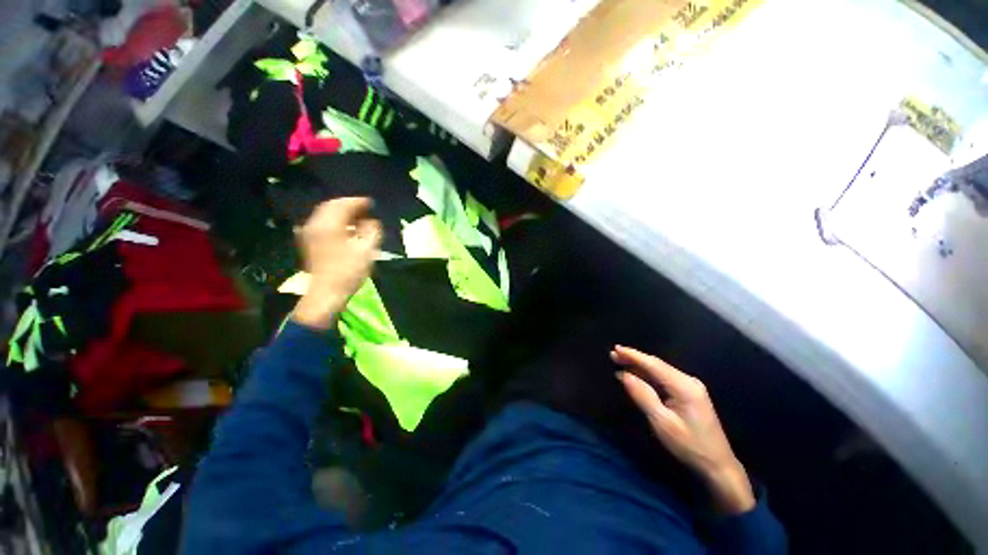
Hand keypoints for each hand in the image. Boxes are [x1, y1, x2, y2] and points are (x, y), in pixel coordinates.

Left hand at [292, 198, 380, 329]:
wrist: (327, 292)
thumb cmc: (349, 271)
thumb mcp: (367, 250)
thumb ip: (371, 231)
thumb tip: (371, 221)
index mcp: (330, 225)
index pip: (343, 205)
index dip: (358, 202)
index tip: (371, 203)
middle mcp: (316, 225)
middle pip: (331, 206)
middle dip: (348, 205)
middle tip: (364, 208)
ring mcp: (310, 234)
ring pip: (325, 215)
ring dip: (340, 213)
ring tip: (356, 218)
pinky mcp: (309, 243)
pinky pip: (321, 224)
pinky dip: (333, 221)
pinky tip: (342, 228)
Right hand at [612, 345, 754, 514]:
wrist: (717, 465)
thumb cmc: (689, 445)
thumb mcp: (662, 422)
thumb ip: (642, 395)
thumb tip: (623, 374)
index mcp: (684, 386)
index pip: (653, 364)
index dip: (633, 355)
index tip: (615, 348)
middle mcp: (688, 381)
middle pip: (656, 364)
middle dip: (634, 359)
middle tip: (613, 354)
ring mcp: (690, 386)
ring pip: (660, 370)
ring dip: (640, 366)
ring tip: (620, 362)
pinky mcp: (689, 393)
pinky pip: (664, 378)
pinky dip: (648, 375)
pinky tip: (637, 375)